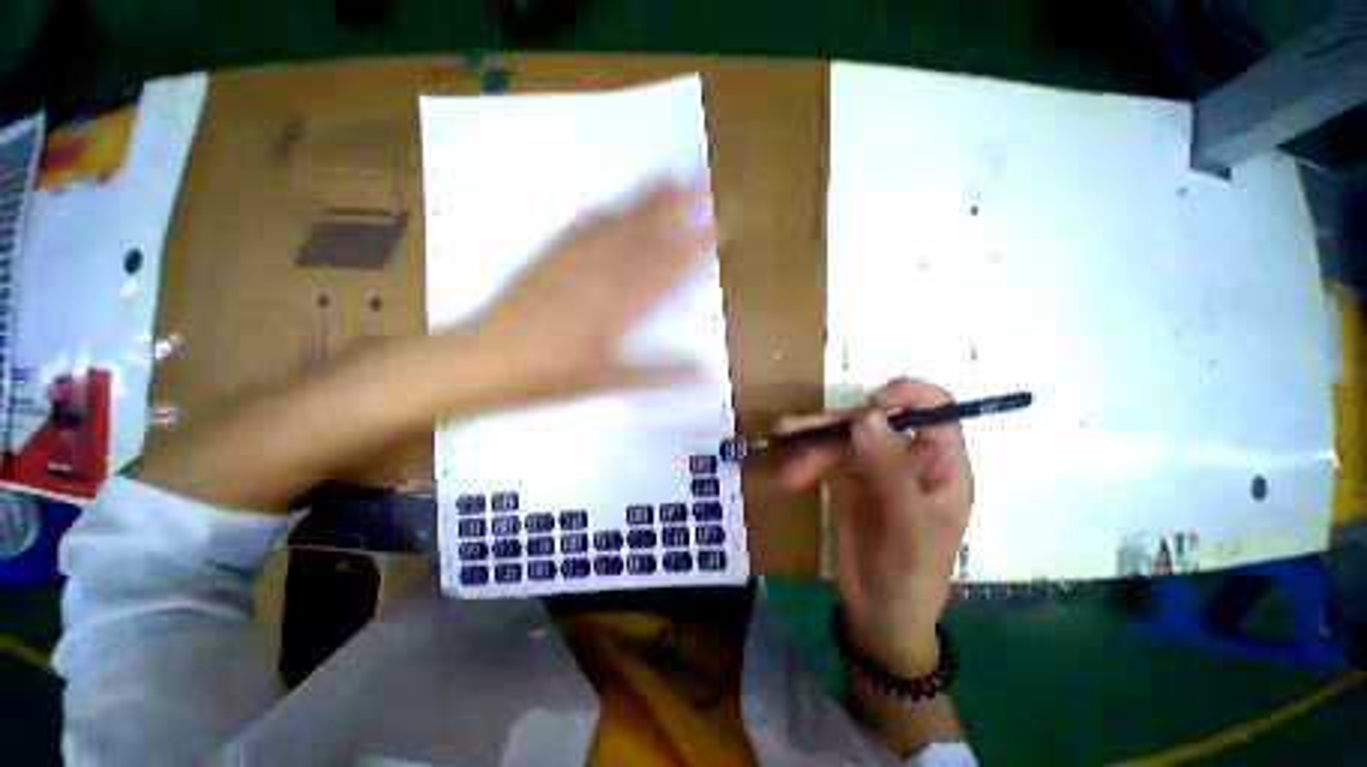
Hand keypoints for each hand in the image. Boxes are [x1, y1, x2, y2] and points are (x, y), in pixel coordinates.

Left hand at [468, 179, 714, 401]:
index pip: (668, 267)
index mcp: (620, 303)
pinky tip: (616, 206)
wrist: (484, 360)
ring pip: (619, 221)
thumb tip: (707, 373)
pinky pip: (586, 225)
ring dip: (647, 199)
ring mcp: (574, 258)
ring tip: (671, 179)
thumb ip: (660, 372)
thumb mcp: (611, 380)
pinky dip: (609, 211)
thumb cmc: (550, 376)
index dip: (696, 246)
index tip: (720, 230)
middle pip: (646, 231)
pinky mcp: (550, 255)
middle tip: (704, 183)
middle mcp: (602, 272)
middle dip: (678, 205)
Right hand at [779, 378, 972, 674]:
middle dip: (834, 424)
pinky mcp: (849, 480)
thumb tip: (866, 415)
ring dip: (810, 444)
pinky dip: (805, 463)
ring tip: (780, 448)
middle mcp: (909, 459)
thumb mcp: (905, 524)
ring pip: (843, 439)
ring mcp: (876, 468)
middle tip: (795, 431)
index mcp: (941, 465)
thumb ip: (888, 468)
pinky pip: (825, 458)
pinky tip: (789, 478)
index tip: (869, 402)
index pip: (936, 410)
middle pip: (873, 422)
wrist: (878, 615)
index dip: (907, 395)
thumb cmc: (908, 573)